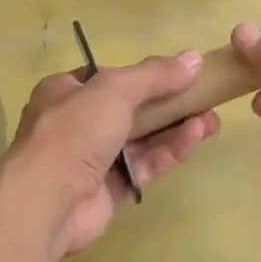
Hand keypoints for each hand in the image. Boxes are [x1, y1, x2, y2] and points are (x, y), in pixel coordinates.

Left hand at [5, 51, 219, 260]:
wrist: (47, 202)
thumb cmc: (73, 132)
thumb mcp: (115, 90)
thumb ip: (155, 75)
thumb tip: (194, 58)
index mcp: (66, 93)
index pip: (108, 78)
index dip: (142, 75)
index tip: (177, 73)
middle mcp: (78, 124)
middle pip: (131, 109)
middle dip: (169, 103)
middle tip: (204, 97)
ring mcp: (94, 159)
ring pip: (143, 139)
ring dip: (176, 127)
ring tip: (213, 117)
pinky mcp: (111, 190)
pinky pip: (146, 165)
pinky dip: (170, 150)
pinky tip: (198, 135)